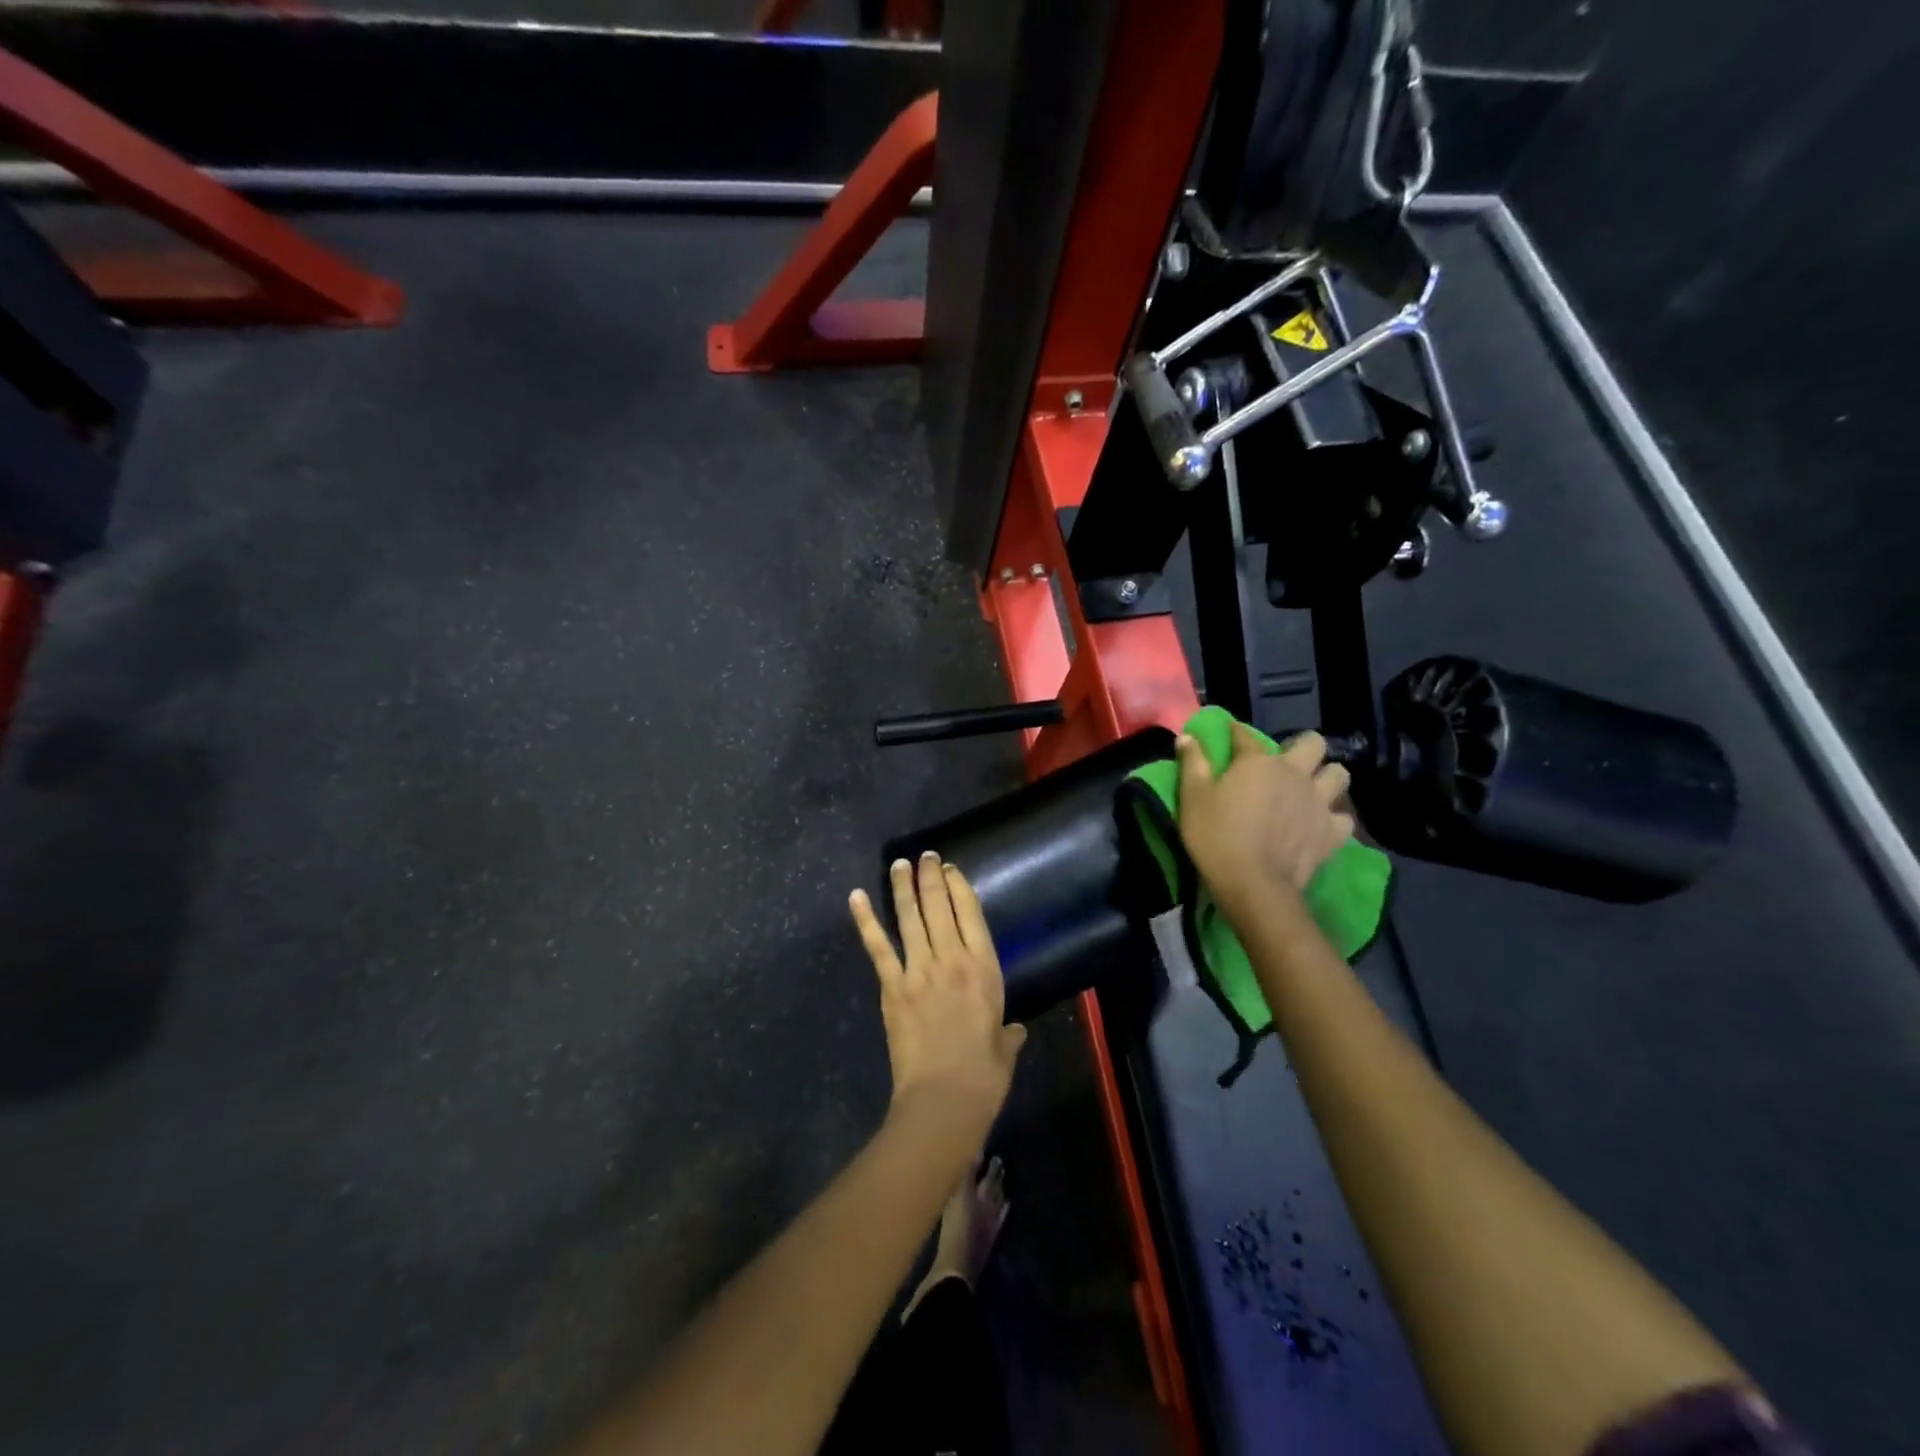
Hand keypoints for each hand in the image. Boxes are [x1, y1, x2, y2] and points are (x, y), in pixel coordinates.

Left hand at [849, 854, 1027, 1123]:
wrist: (944, 1098)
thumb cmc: (984, 1075)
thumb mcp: (1005, 1049)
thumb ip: (1008, 1034)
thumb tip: (1015, 1031)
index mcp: (984, 968)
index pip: (971, 913)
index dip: (959, 886)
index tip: (950, 869)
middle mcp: (952, 959)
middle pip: (939, 906)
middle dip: (931, 876)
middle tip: (926, 856)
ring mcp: (919, 970)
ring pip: (909, 918)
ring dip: (902, 887)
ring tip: (899, 863)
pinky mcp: (892, 987)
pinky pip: (878, 947)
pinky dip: (865, 920)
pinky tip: (856, 897)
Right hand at [1176, 726, 1353, 911]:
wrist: (1253, 884)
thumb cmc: (1216, 836)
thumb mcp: (1192, 798)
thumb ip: (1193, 764)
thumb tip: (1188, 736)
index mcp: (1258, 762)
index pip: (1246, 735)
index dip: (1236, 733)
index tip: (1230, 736)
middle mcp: (1294, 773)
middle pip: (1313, 743)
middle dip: (1302, 747)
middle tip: (1285, 763)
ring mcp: (1318, 802)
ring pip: (1339, 775)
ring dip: (1326, 778)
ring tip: (1310, 790)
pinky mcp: (1332, 833)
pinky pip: (1344, 818)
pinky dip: (1334, 818)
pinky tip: (1320, 825)